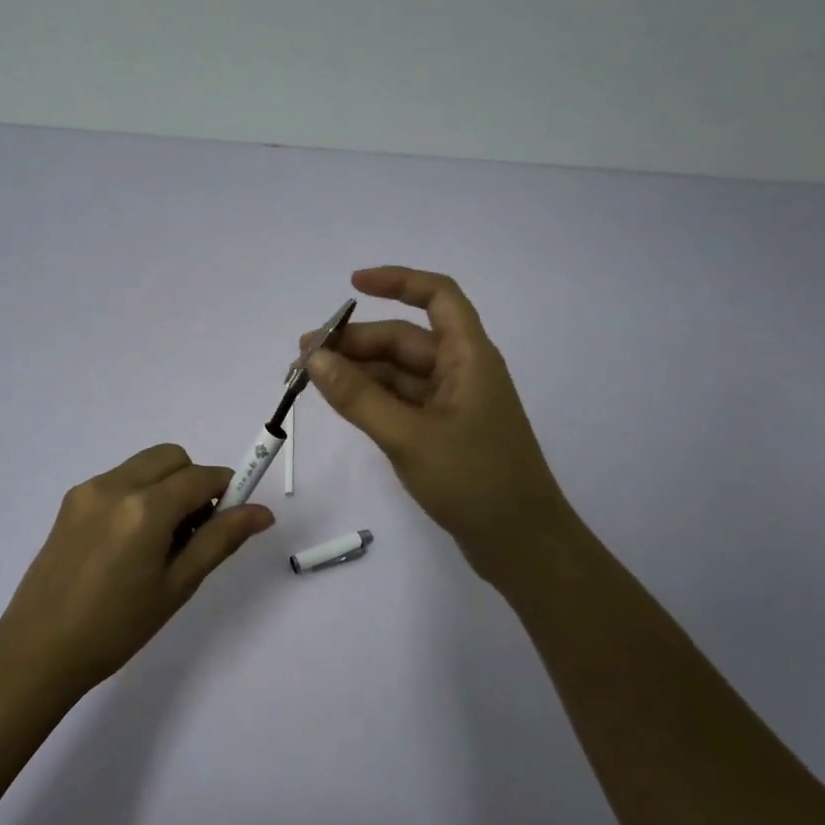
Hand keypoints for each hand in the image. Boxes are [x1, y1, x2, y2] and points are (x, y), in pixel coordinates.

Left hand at [0, 444, 273, 694]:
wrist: (38, 650)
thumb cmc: (116, 627)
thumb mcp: (177, 586)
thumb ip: (220, 540)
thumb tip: (262, 512)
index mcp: (145, 507)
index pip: (201, 476)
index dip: (226, 489)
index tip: (233, 518)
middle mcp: (115, 485)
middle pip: (171, 457)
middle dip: (193, 481)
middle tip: (194, 530)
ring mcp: (88, 490)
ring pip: (144, 466)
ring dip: (166, 486)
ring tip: (160, 541)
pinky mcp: (70, 502)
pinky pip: (119, 480)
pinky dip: (139, 494)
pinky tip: (130, 543)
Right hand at [304, 266, 577, 581]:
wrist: (521, 543)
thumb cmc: (473, 481)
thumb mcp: (408, 436)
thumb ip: (358, 397)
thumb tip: (313, 358)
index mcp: (469, 357)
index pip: (437, 296)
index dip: (398, 281)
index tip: (352, 285)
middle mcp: (462, 371)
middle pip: (406, 339)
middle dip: (356, 342)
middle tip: (304, 356)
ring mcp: (453, 404)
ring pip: (400, 373)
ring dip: (358, 371)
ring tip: (310, 379)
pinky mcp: (444, 432)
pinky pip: (401, 401)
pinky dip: (371, 398)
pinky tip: (340, 402)